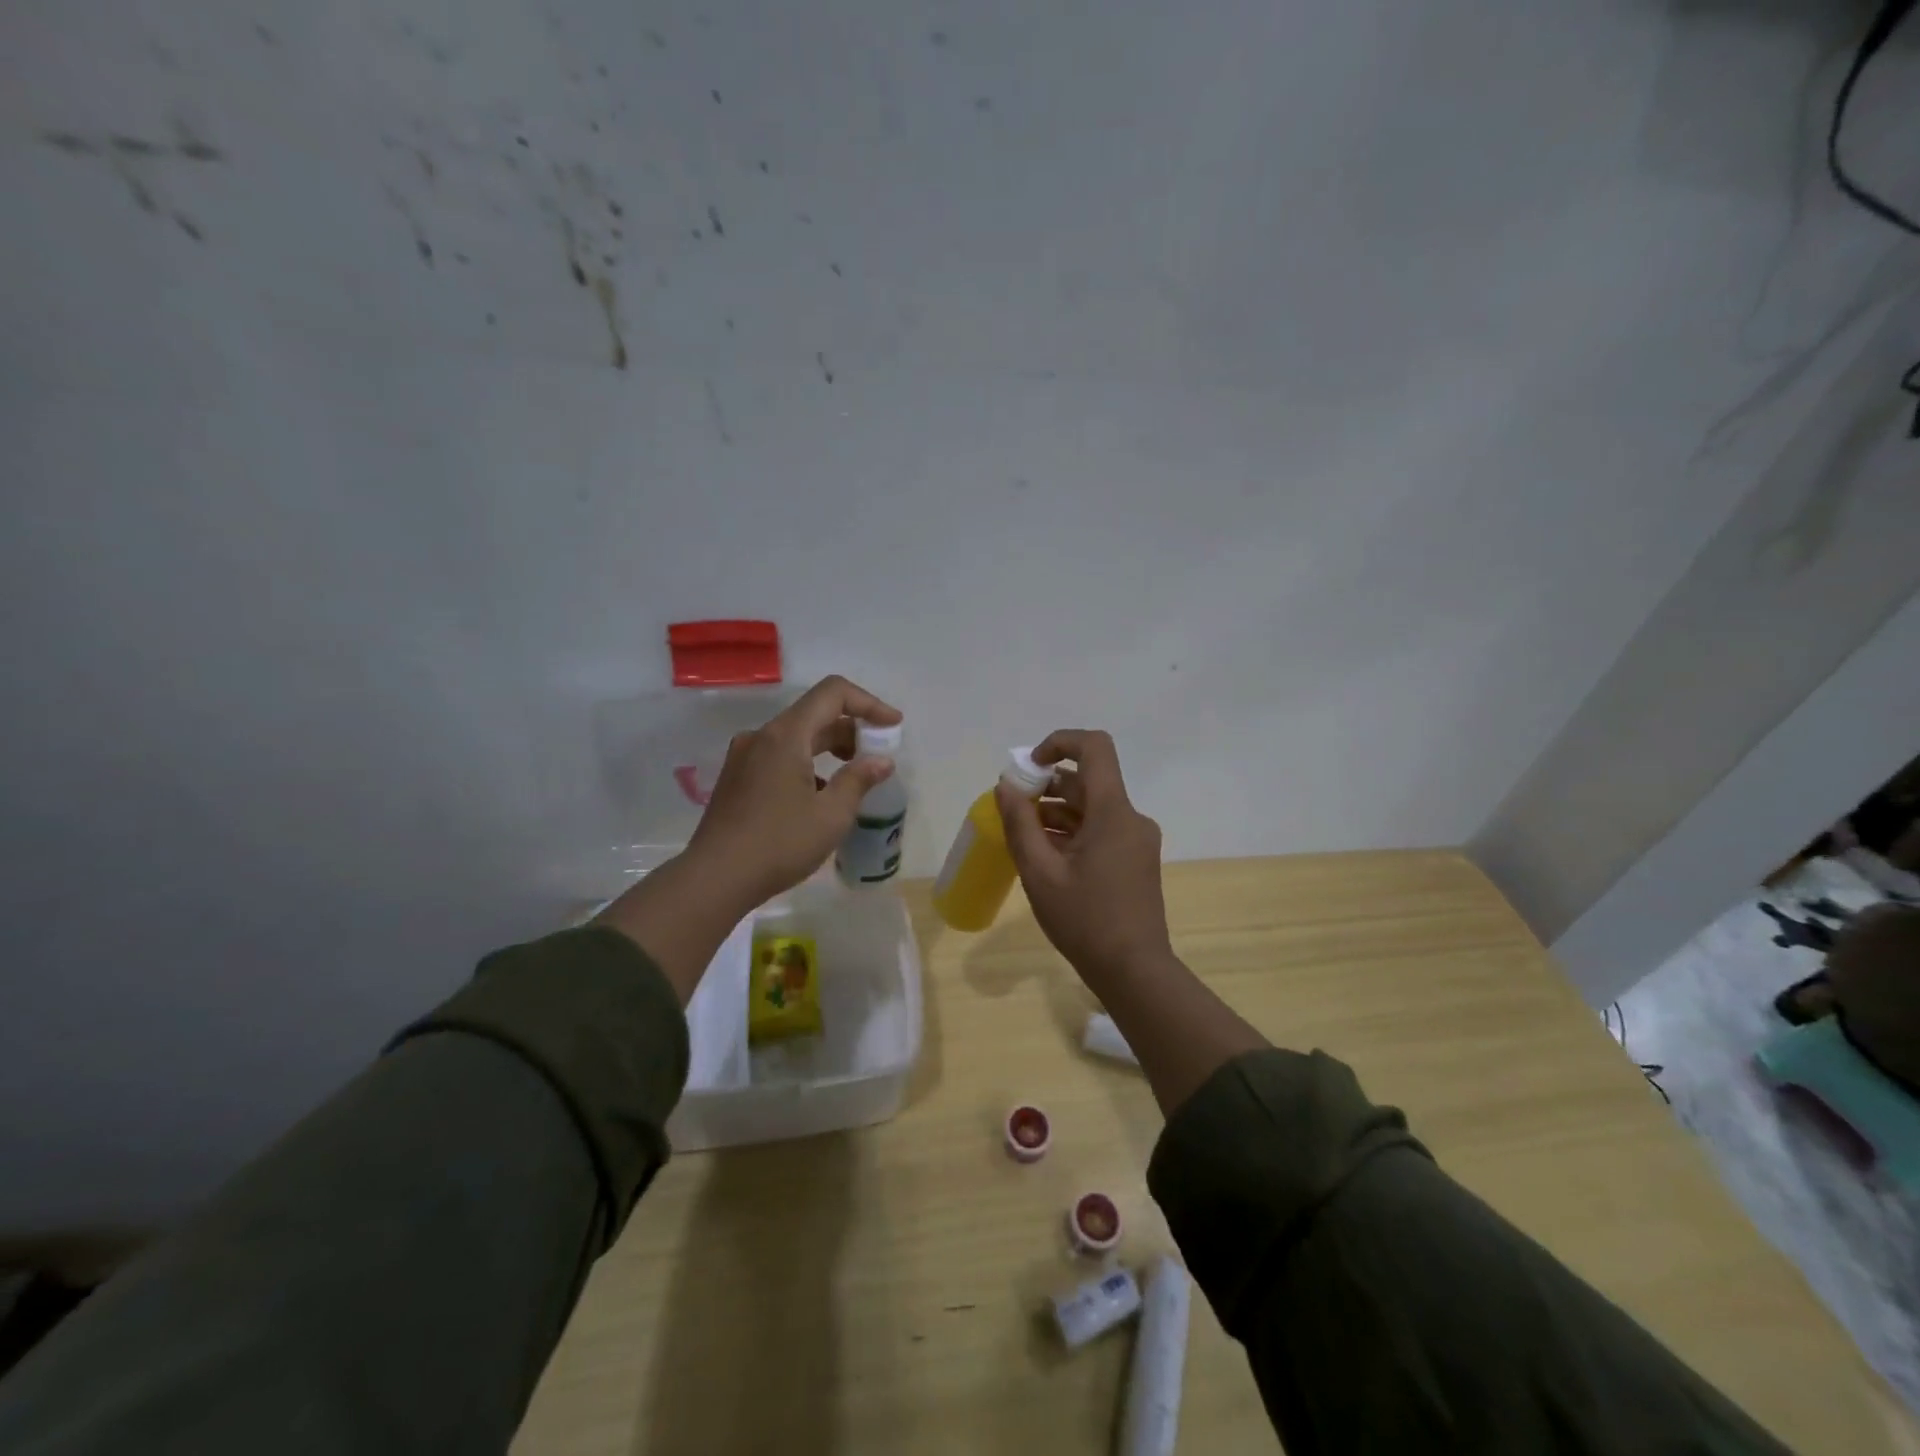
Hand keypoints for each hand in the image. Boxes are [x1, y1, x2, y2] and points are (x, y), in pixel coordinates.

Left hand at [683, 675, 902, 912]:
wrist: (715, 878)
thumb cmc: (779, 844)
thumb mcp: (831, 815)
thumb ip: (859, 780)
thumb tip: (882, 761)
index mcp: (786, 735)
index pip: (833, 693)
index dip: (869, 703)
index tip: (893, 725)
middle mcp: (762, 736)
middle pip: (815, 714)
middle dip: (852, 728)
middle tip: (878, 755)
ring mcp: (745, 756)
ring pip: (797, 736)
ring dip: (830, 747)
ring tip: (855, 776)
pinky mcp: (737, 777)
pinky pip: (780, 755)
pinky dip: (808, 763)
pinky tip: (820, 795)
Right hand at [996, 729, 1172, 984]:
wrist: (1134, 971)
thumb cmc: (1084, 920)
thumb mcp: (1040, 872)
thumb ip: (1020, 823)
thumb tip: (1006, 786)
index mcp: (1113, 812)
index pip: (1094, 748)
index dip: (1059, 743)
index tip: (1030, 766)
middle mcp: (1131, 818)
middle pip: (1088, 781)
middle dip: (1047, 786)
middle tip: (1014, 811)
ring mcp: (1136, 840)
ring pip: (1092, 807)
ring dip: (1057, 812)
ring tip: (1024, 837)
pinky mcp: (1136, 859)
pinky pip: (1101, 829)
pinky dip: (1073, 832)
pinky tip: (1046, 856)